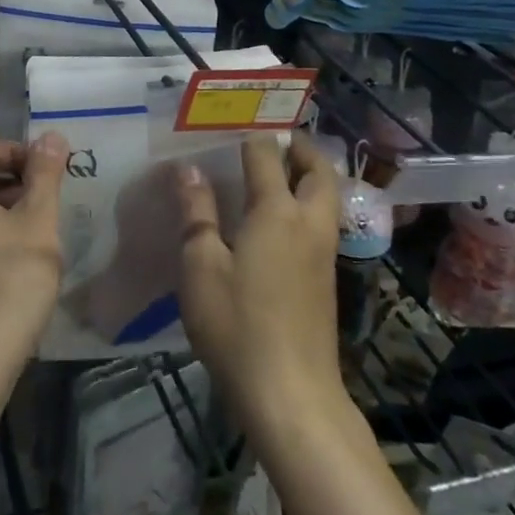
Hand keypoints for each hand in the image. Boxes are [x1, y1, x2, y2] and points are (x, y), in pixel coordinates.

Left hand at [0, 134, 68, 368]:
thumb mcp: (38, 218)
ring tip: (37, 230)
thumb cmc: (13, 274)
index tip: (45, 172)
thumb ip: (45, 173)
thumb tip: (52, 136)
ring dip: (2, 212)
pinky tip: (16, 260)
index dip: (16, 154)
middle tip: (46, 200)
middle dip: (11, 183)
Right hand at [176, 132, 347, 429]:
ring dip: (309, 176)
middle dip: (300, 148)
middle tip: (274, 139)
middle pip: (318, 171)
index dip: (249, 133)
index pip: (266, 155)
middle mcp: (309, 224)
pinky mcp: (326, 281)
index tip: (231, 118)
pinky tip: (278, 223)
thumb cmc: (238, 325)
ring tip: (277, 173)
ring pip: (327, 198)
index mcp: (278, 212)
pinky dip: (308, 204)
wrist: (291, 396)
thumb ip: (196, 213)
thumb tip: (188, 168)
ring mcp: (323, 254)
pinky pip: (322, 223)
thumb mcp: (201, 266)